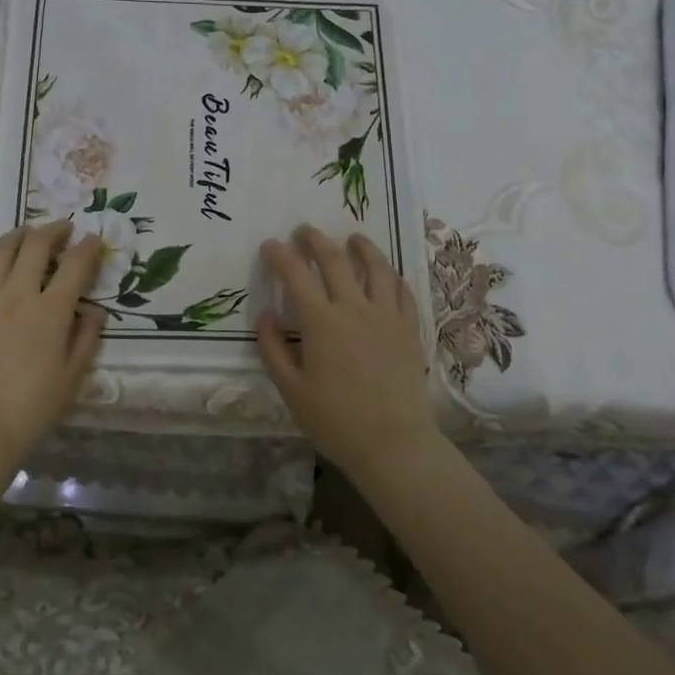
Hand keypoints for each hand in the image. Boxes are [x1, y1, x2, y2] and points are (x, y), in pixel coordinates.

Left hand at [0, 222, 106, 496]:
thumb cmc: (32, 406)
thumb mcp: (73, 376)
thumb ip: (87, 337)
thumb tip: (95, 309)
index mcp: (51, 309)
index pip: (76, 263)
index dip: (89, 247)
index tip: (95, 240)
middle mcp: (18, 292)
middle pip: (36, 244)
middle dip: (55, 230)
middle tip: (64, 229)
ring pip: (2, 249)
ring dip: (21, 235)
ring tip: (29, 234)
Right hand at [258, 225, 437, 483]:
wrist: (394, 443)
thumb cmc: (335, 420)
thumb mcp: (291, 390)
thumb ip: (272, 349)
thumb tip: (265, 315)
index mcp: (321, 322)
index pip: (295, 275)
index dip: (280, 255)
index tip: (270, 245)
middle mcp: (354, 308)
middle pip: (335, 260)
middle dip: (315, 240)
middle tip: (304, 231)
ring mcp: (386, 315)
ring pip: (375, 267)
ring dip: (361, 247)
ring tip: (352, 238)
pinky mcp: (409, 328)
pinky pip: (401, 290)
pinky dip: (390, 274)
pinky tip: (385, 273)